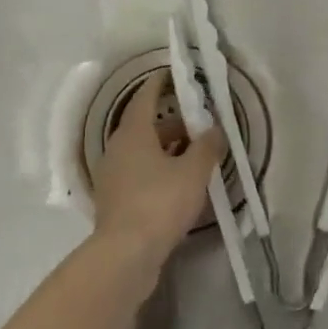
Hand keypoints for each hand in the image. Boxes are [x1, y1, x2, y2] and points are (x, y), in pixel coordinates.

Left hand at [93, 71, 224, 258]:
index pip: (145, 97)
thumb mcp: (193, 172)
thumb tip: (215, 129)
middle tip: (198, 123)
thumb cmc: (160, 202)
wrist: (126, 254)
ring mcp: (112, 176)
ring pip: (142, 152)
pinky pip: (139, 174)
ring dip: (166, 149)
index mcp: (133, 133)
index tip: (173, 75)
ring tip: (194, 154)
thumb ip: (207, 147)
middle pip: (146, 126)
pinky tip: (178, 183)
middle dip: (172, 123)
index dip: (160, 84)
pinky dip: (158, 170)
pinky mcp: (115, 200)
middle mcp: (117, 149)